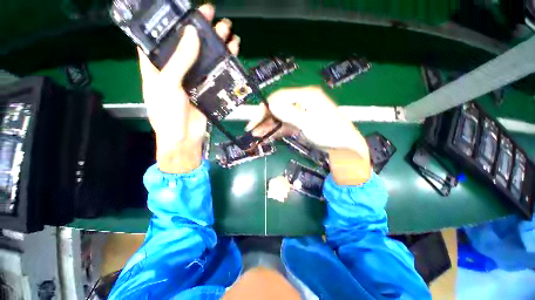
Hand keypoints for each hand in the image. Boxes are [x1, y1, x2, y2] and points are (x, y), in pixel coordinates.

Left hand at [138, 4, 239, 172]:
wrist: (184, 137)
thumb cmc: (167, 113)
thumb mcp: (167, 84)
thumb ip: (179, 60)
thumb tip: (192, 33)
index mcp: (156, 64)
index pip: (162, 36)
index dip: (173, 21)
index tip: (187, 8)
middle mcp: (175, 68)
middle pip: (188, 43)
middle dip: (200, 28)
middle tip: (213, 14)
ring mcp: (193, 78)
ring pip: (205, 56)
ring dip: (216, 44)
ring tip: (228, 30)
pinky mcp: (206, 88)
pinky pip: (216, 72)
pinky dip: (224, 62)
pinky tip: (232, 52)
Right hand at [248, 87, 371, 184]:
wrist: (343, 147)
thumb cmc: (330, 132)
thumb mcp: (309, 122)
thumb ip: (289, 113)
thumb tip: (271, 104)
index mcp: (305, 95)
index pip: (279, 97)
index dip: (266, 108)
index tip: (256, 120)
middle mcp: (301, 102)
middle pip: (278, 107)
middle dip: (264, 119)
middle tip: (252, 129)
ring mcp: (300, 113)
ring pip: (279, 117)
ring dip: (268, 126)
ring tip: (256, 135)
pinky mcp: (300, 123)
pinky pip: (285, 125)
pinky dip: (276, 130)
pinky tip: (267, 136)